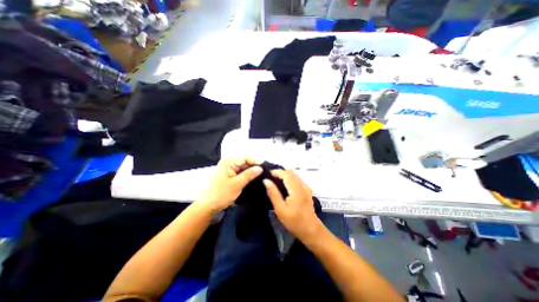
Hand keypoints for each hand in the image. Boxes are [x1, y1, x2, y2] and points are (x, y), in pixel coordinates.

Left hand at [198, 158, 263, 214]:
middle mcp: (229, 163)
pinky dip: (247, 174)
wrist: (209, 205)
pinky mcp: (230, 174)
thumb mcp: (237, 184)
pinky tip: (254, 177)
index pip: (245, 157)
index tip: (265, 166)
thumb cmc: (221, 194)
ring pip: (244, 166)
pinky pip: (241, 171)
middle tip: (265, 171)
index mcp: (228, 162)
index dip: (255, 161)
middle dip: (254, 165)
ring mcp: (229, 168)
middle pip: (245, 161)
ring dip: (251, 170)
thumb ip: (249, 174)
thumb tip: (260, 168)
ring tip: (261, 173)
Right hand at [264, 172, 320, 241]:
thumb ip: (273, 193)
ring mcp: (306, 187)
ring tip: (274, 181)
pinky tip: (283, 186)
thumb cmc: (294, 222)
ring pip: (294, 175)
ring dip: (284, 175)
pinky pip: (297, 179)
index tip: (267, 174)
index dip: (276, 172)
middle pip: (291, 172)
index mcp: (296, 189)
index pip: (286, 174)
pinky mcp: (307, 190)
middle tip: (269, 178)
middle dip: (280, 173)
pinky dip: (289, 179)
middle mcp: (303, 185)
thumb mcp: (280, 209)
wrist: (311, 230)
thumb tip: (266, 181)